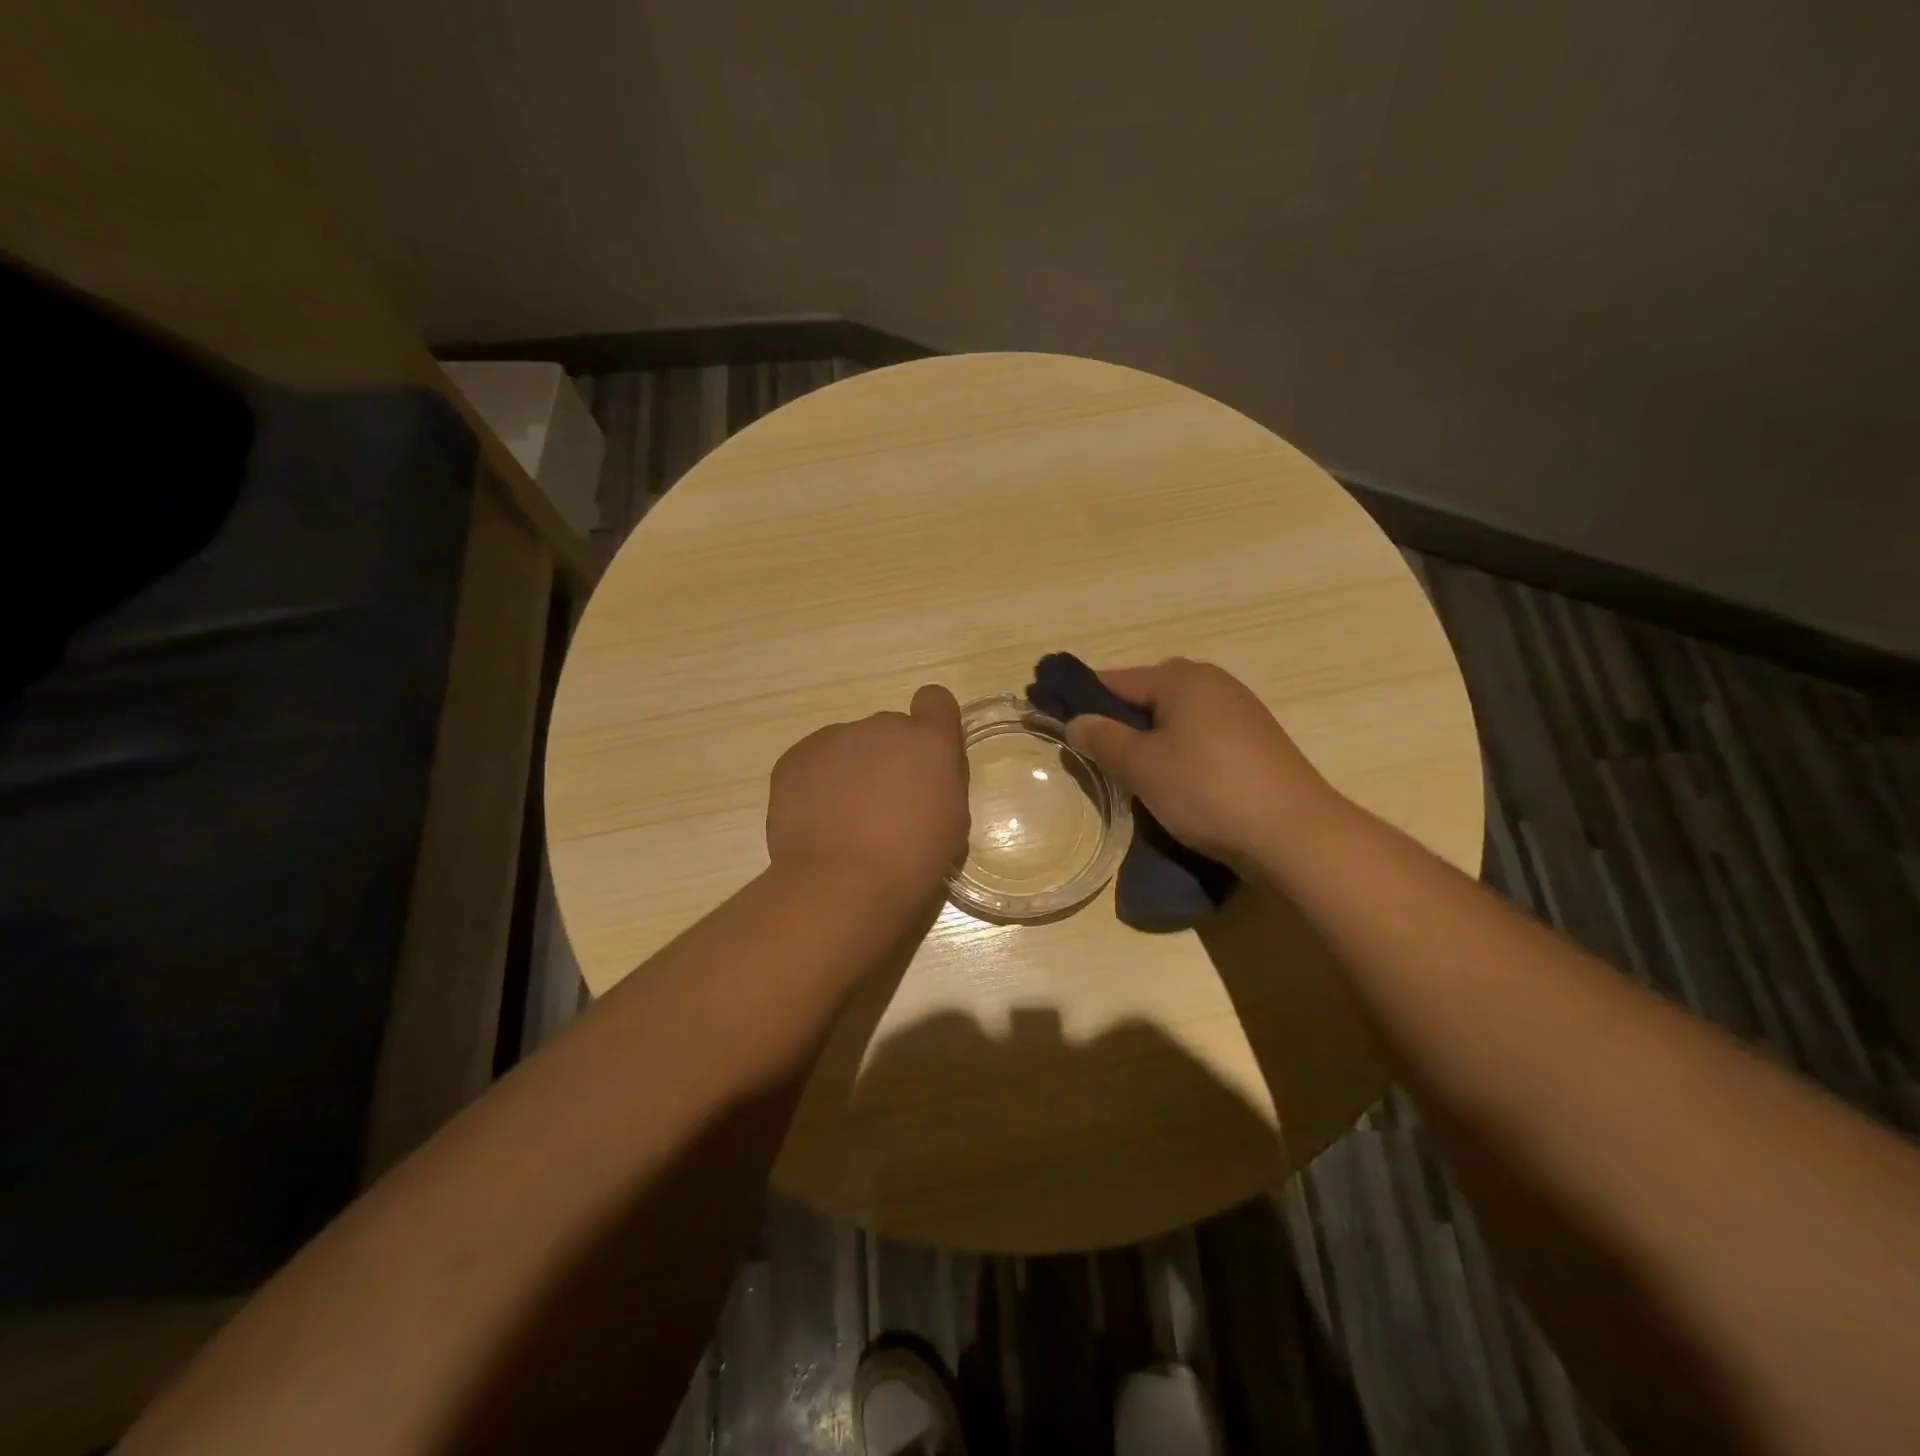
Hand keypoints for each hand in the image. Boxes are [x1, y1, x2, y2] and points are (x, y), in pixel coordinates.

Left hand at [766, 684, 970, 910]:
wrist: (841, 885)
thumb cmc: (912, 861)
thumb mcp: (951, 821)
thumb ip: (940, 781)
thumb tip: (924, 774)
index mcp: (928, 740)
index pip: (935, 700)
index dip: (932, 724)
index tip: (924, 759)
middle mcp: (881, 726)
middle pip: (888, 731)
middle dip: (888, 759)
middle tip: (882, 807)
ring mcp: (833, 738)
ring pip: (848, 747)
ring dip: (851, 771)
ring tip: (844, 820)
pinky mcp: (795, 757)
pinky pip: (814, 762)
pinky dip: (817, 784)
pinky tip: (818, 822)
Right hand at [1065, 659, 1338, 868]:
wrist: (1294, 835)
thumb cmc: (1207, 791)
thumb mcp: (1142, 766)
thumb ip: (1103, 738)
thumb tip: (1076, 721)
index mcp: (1182, 678)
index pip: (1115, 680)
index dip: (1081, 699)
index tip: (1054, 719)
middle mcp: (1213, 683)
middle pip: (1147, 695)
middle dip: (1118, 720)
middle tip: (1095, 754)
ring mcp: (1240, 711)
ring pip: (1175, 717)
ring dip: (1149, 738)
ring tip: (1131, 772)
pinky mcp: (1255, 742)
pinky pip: (1200, 735)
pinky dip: (1178, 750)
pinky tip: (1173, 781)